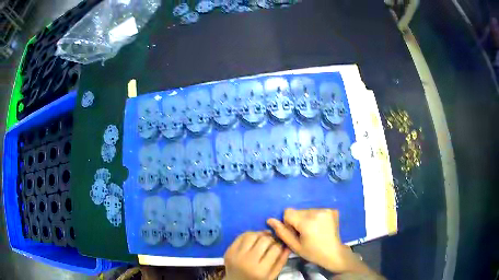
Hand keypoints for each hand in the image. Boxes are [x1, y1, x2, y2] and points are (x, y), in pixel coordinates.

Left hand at [224, 231, 290, 279]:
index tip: (280, 244)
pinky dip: (249, 235)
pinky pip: (240, 236)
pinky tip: (254, 239)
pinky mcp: (228, 251)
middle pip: (264, 240)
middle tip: (273, 241)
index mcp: (260, 270)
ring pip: (251, 235)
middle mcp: (247, 261)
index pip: (275, 249)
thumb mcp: (272, 276)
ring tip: (264, 238)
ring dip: (260, 234)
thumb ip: (281, 261)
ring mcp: (236, 255)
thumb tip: (288, 245)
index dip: (280, 244)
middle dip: (271, 238)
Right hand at [267, 208, 370, 274]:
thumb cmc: (312, 252)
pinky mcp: (332, 210)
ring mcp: (326, 210)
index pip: (288, 212)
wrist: (333, 253)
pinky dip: (315, 217)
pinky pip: (316, 210)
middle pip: (298, 211)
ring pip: (307, 210)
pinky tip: (320, 227)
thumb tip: (270, 220)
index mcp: (307, 222)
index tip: (295, 233)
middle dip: (297, 220)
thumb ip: (282, 232)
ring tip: (313, 231)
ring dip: (306, 218)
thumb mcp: (295, 246)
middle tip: (304, 233)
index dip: (288, 223)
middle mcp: (317, 212)